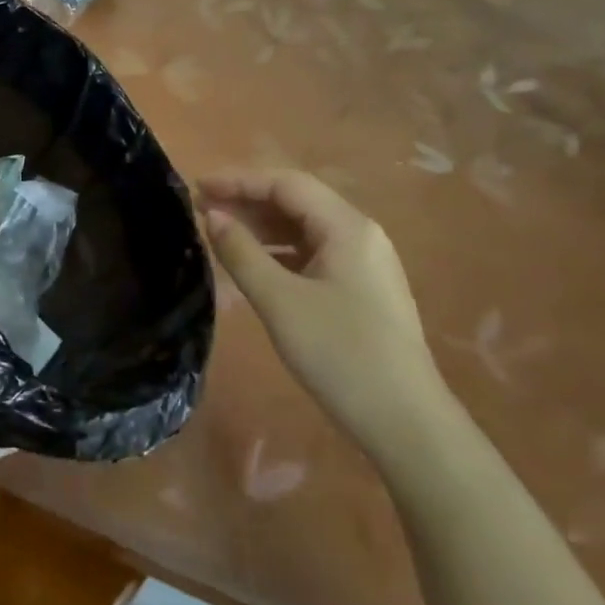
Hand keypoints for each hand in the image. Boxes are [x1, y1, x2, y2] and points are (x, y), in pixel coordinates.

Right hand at [200, 169, 447, 447]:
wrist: (407, 424)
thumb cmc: (340, 355)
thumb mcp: (280, 302)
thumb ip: (242, 253)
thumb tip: (212, 216)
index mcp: (347, 227)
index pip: (286, 184)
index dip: (238, 180)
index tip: (197, 187)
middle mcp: (361, 234)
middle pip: (297, 202)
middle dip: (248, 201)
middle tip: (201, 209)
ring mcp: (366, 263)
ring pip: (306, 228)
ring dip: (262, 226)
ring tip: (220, 233)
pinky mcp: (363, 289)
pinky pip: (315, 254)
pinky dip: (280, 251)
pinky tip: (255, 264)